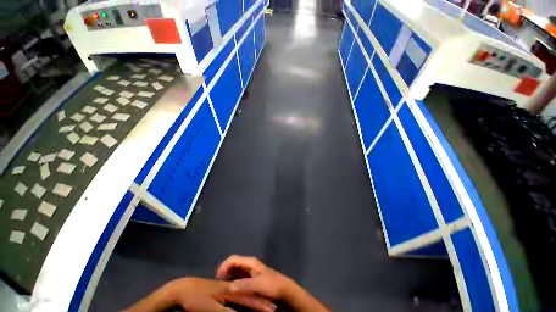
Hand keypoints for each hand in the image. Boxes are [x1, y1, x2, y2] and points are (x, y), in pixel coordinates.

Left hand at [123, 277, 275, 311]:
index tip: (272, 309)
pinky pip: (235, 295)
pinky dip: (242, 299)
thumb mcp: (211, 309)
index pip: (249, 298)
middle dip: (259, 301)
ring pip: (242, 294)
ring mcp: (224, 288)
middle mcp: (230, 287)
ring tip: (260, 305)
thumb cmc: (197, 299)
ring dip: (252, 299)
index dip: (260, 305)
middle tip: (271, 307)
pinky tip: (242, 303)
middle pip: (248, 294)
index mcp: (230, 290)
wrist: (183, 289)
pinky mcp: (219, 290)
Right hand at [216, 255, 293, 299]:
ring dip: (229, 279)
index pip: (233, 259)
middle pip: (233, 265)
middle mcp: (249, 265)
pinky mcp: (252, 279)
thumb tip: (228, 286)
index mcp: (250, 262)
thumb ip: (244, 284)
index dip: (223, 266)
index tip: (217, 278)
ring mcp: (251, 272)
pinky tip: (232, 292)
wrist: (284, 290)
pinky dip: (234, 283)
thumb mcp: (258, 284)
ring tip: (223, 290)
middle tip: (219, 286)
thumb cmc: (271, 285)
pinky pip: (240, 279)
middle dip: (225, 273)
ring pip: (236, 272)